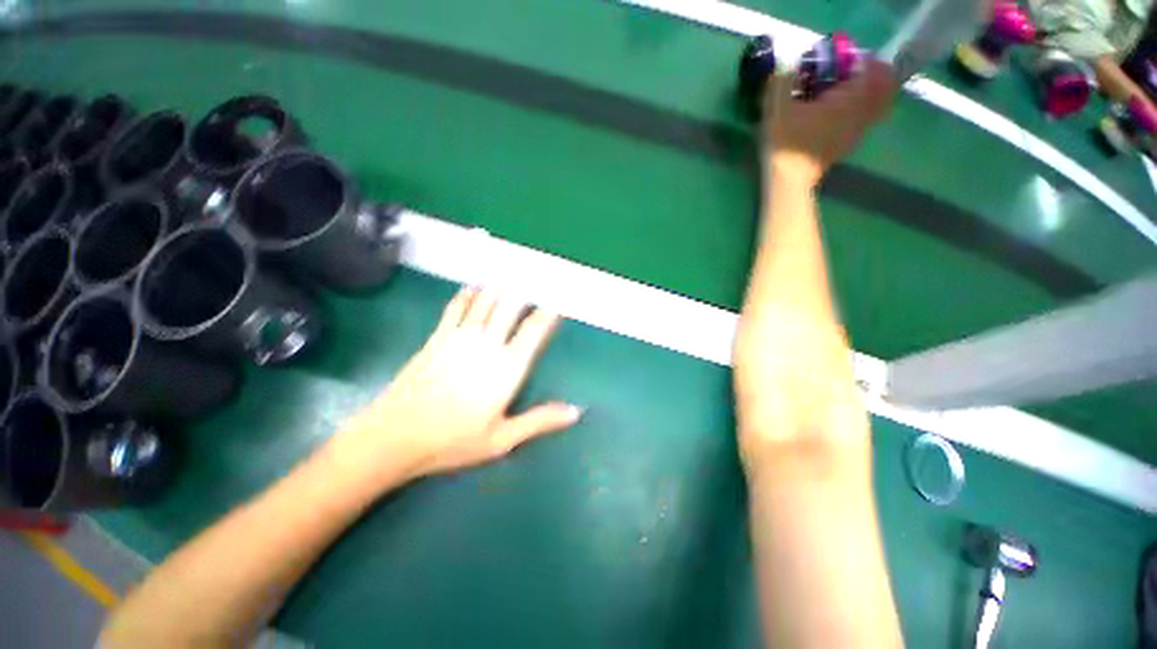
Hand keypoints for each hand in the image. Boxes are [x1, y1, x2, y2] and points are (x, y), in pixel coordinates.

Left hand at [328, 288, 581, 486]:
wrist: (394, 437)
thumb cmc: (452, 441)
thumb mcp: (503, 438)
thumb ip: (540, 420)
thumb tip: (576, 411)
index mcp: (507, 368)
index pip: (533, 331)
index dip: (547, 314)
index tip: (557, 302)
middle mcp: (487, 345)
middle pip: (509, 308)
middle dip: (524, 291)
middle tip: (535, 278)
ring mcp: (460, 338)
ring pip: (485, 302)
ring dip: (499, 287)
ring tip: (510, 274)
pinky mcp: (437, 338)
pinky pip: (456, 308)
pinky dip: (467, 294)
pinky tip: (472, 286)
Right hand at [763, 59, 896, 187]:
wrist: (789, 181)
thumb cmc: (785, 143)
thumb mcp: (776, 108)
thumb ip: (782, 82)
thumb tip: (787, 67)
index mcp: (849, 97)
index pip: (867, 67)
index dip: (856, 58)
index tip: (840, 58)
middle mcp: (861, 111)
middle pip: (884, 85)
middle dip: (873, 73)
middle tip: (852, 71)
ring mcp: (858, 130)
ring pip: (879, 104)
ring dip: (871, 92)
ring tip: (849, 90)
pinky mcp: (849, 145)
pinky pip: (867, 120)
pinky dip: (863, 110)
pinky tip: (843, 113)